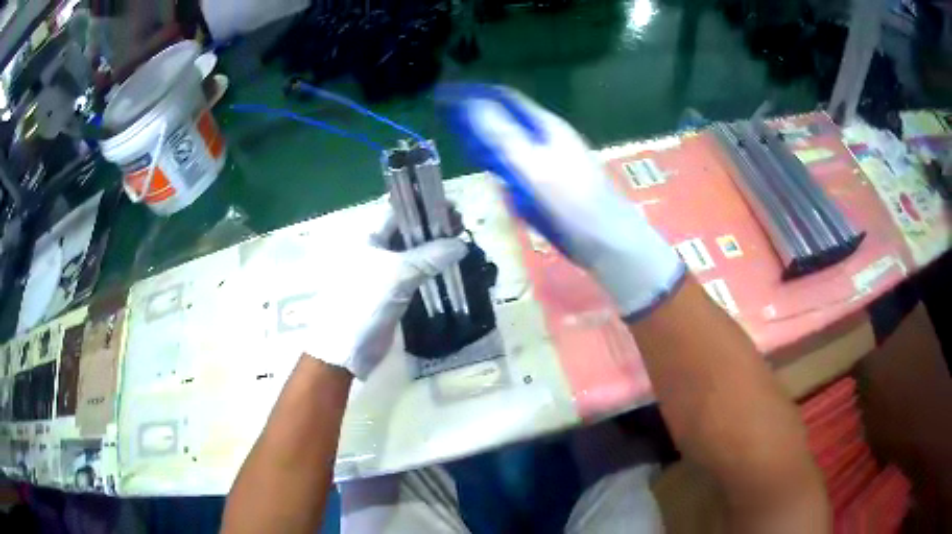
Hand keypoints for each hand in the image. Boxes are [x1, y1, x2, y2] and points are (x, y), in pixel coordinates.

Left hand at [306, 210, 466, 379]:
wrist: (347, 347)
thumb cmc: (365, 301)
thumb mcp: (398, 273)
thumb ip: (430, 256)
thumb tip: (462, 245)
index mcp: (368, 237)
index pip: (398, 211)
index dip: (423, 206)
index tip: (451, 207)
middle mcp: (375, 250)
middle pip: (407, 231)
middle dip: (433, 227)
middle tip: (461, 226)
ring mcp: (383, 272)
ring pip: (412, 253)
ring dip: (434, 248)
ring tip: (460, 244)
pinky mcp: (391, 292)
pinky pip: (414, 274)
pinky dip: (430, 268)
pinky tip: (449, 267)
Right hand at [438, 84, 684, 319]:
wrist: (608, 242)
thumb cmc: (573, 204)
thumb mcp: (535, 167)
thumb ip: (503, 135)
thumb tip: (472, 103)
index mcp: (546, 126)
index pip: (505, 98)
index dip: (474, 94)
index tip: (444, 98)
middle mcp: (548, 137)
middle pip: (508, 118)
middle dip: (478, 118)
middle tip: (448, 124)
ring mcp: (551, 158)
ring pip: (513, 142)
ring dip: (489, 141)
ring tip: (463, 146)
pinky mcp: (552, 181)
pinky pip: (520, 165)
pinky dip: (502, 164)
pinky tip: (492, 173)